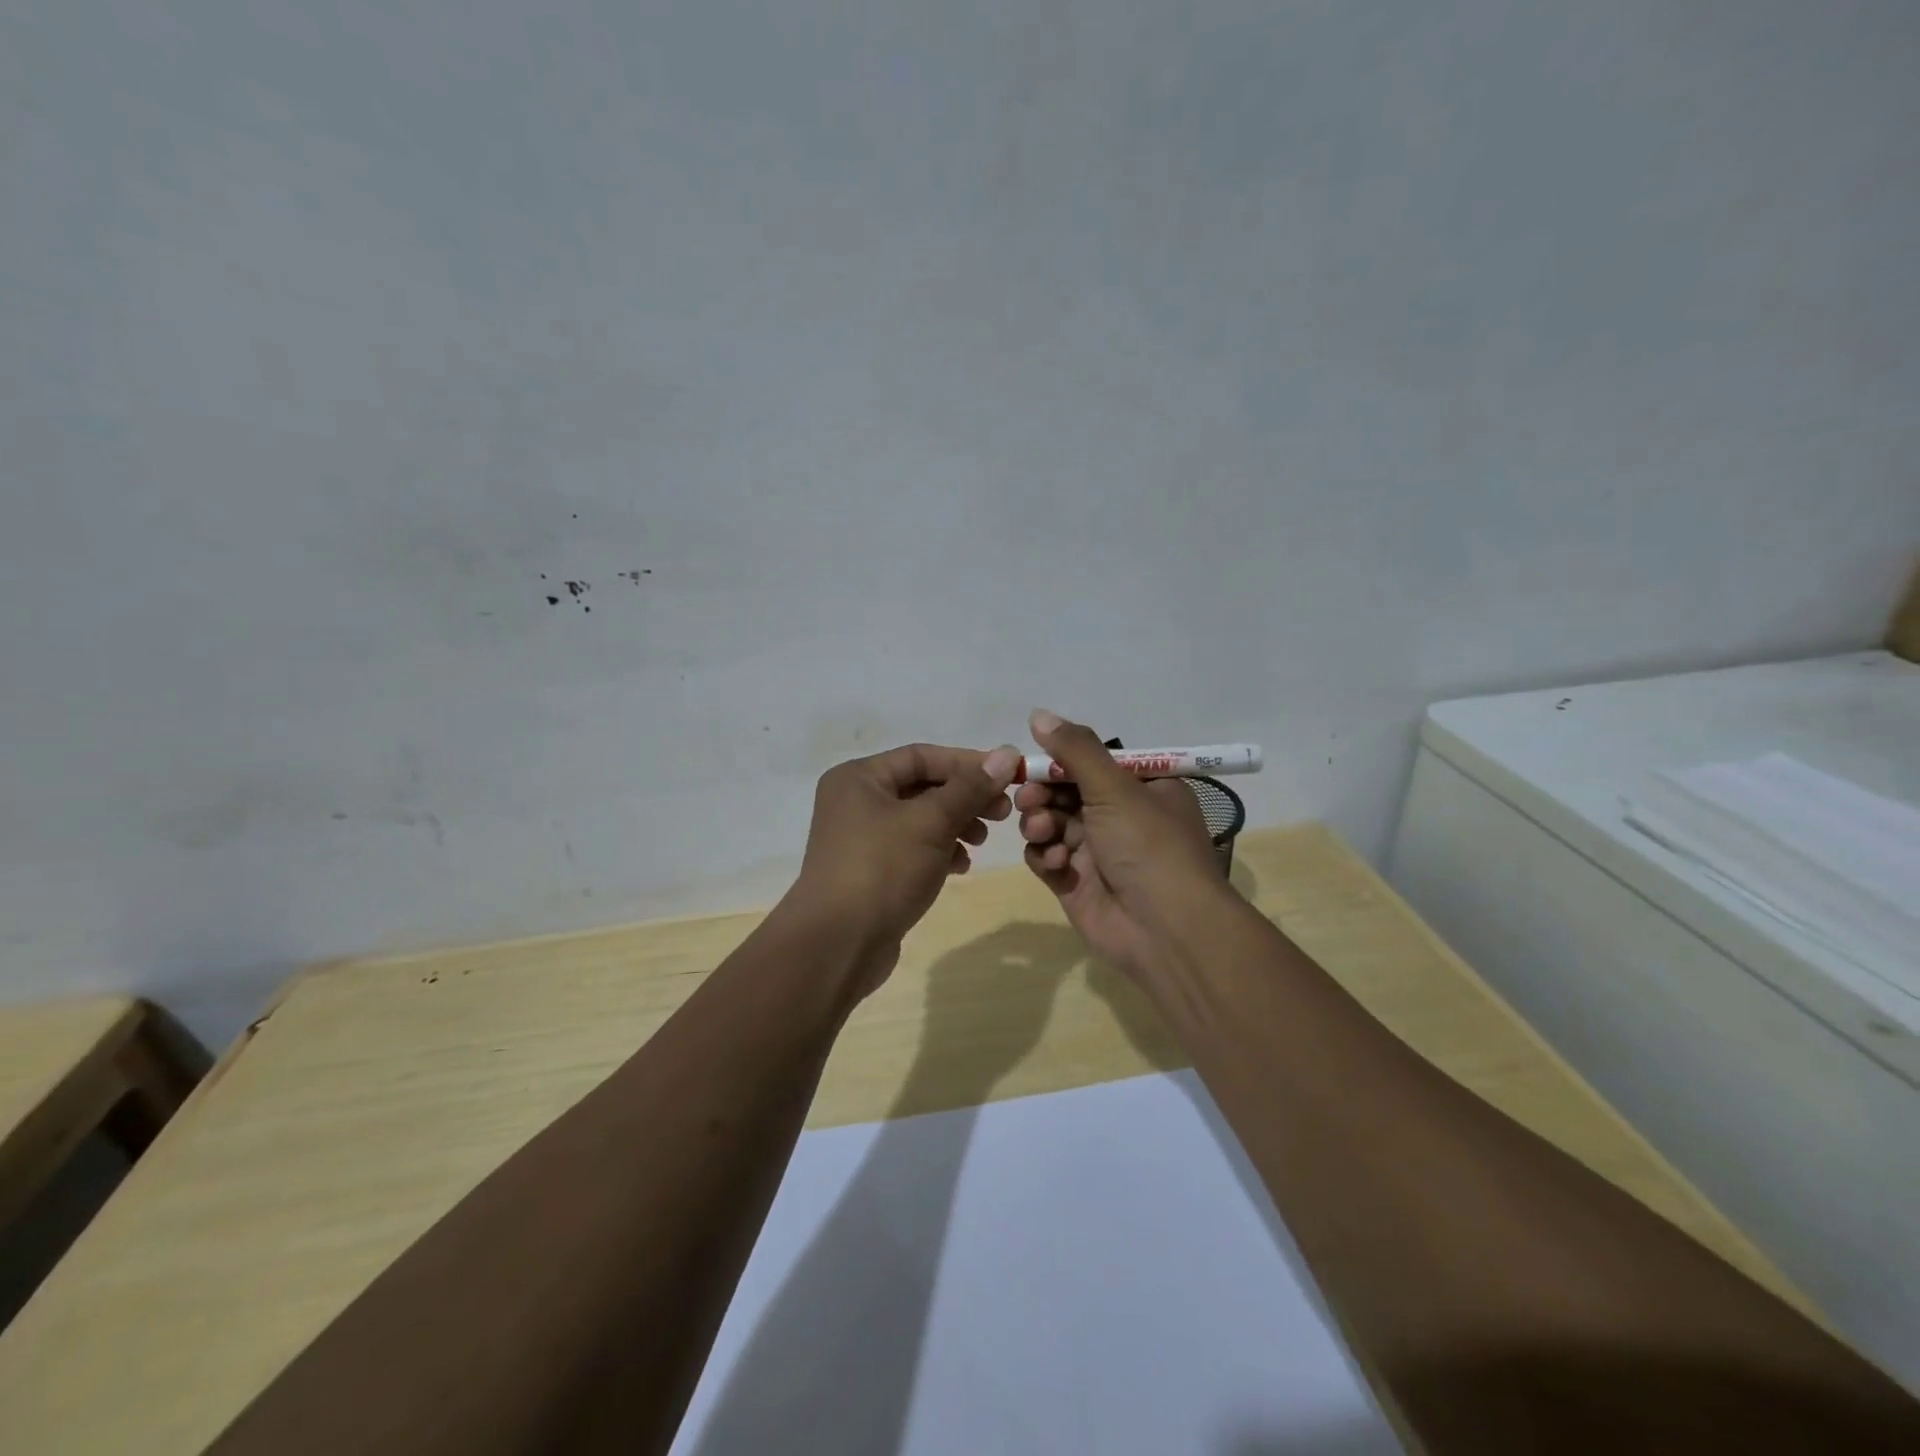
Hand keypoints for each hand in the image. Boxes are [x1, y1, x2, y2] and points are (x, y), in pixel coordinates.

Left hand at [788, 742, 1021, 991]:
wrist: (838, 945)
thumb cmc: (882, 870)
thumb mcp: (931, 822)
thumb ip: (969, 788)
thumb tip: (1007, 754)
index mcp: (859, 778)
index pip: (922, 756)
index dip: (968, 763)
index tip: (1009, 776)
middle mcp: (855, 801)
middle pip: (922, 786)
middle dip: (965, 797)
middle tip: (1004, 813)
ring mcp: (861, 839)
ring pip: (921, 819)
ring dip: (957, 824)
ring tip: (982, 841)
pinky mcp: (871, 871)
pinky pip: (913, 848)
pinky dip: (940, 851)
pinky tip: (962, 866)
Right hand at [1014, 710, 1228, 981]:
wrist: (1165, 930)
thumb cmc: (1148, 846)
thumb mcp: (1115, 788)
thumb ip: (1075, 750)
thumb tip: (1039, 714)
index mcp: (1142, 789)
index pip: (1092, 763)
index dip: (1061, 762)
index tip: (1036, 761)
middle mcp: (1121, 817)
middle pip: (1065, 792)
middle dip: (1043, 793)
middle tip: (1030, 797)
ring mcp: (1096, 852)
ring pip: (1050, 823)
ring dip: (1040, 822)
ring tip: (1042, 830)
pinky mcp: (1076, 882)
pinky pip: (1046, 857)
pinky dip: (1045, 856)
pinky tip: (1056, 863)